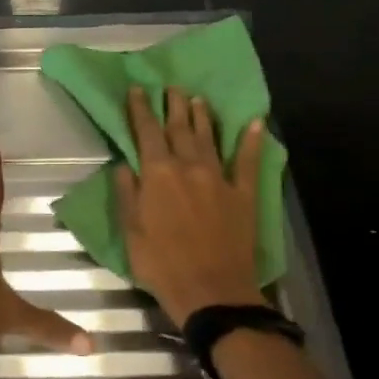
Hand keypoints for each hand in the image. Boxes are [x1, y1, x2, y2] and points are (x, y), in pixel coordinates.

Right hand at [115, 85, 268, 325]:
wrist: (212, 291)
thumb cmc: (162, 263)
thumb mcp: (131, 231)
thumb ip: (127, 193)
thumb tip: (123, 164)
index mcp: (158, 174)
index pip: (147, 132)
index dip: (141, 109)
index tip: (138, 89)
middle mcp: (189, 167)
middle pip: (180, 128)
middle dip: (173, 105)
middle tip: (171, 87)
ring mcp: (219, 178)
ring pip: (209, 138)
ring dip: (202, 116)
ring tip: (198, 99)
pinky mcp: (244, 194)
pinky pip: (249, 161)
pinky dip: (251, 141)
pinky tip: (255, 122)